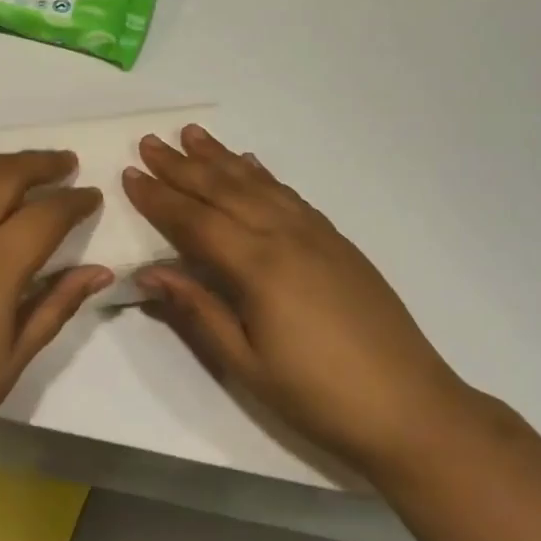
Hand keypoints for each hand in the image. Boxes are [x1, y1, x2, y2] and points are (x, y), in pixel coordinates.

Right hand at [124, 125, 471, 472]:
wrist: (410, 406)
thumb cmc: (317, 394)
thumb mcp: (245, 363)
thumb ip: (197, 311)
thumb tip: (149, 272)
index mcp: (259, 267)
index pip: (196, 221)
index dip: (160, 198)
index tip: (130, 174)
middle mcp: (286, 236)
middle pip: (224, 191)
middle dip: (183, 165)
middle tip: (150, 141)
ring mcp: (317, 235)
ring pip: (258, 184)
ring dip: (222, 158)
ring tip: (193, 134)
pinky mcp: (338, 242)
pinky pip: (289, 195)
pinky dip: (263, 175)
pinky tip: (251, 164)